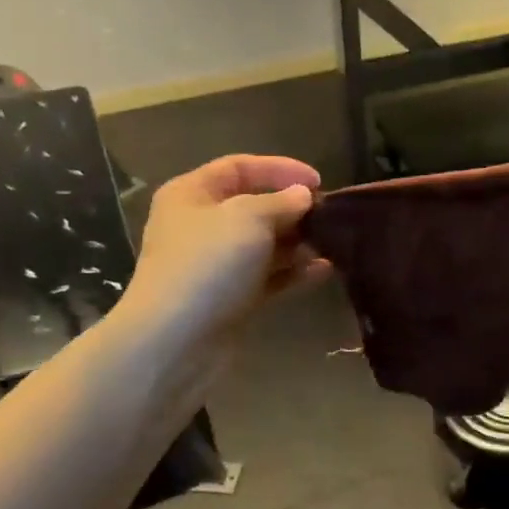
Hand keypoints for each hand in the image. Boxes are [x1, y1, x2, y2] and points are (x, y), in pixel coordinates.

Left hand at [122, 155, 328, 341]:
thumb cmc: (208, 264)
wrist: (175, 340)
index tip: (319, 181)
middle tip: (329, 216)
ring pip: (264, 244)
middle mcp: (201, 225)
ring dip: (298, 242)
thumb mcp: (248, 217)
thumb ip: (280, 201)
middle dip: (292, 209)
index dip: (280, 168)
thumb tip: (302, 196)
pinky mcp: (231, 298)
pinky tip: (324, 270)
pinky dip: (294, 272)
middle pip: (254, 206)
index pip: (239, 167)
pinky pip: (268, 277)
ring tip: (332, 244)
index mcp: (192, 194)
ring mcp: (216, 265)